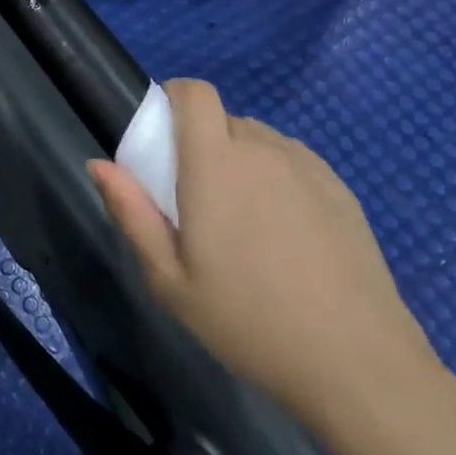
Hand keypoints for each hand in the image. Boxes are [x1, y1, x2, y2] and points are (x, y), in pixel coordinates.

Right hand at [89, 79, 442, 437]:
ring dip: (240, 162)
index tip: (161, 132)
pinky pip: (293, 163)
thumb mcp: (169, 280)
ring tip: (243, 224)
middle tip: (197, 201)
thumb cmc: (247, 320)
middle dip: (202, 144)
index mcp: (215, 162)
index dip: (173, 97)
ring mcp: (307, 167)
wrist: (356, 361)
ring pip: (259, 141)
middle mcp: (262, 149)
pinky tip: (285, 237)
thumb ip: (131, 213)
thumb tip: (98, 164)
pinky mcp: (340, 189)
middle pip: (223, 120)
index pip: (194, 93)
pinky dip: (276, 179)